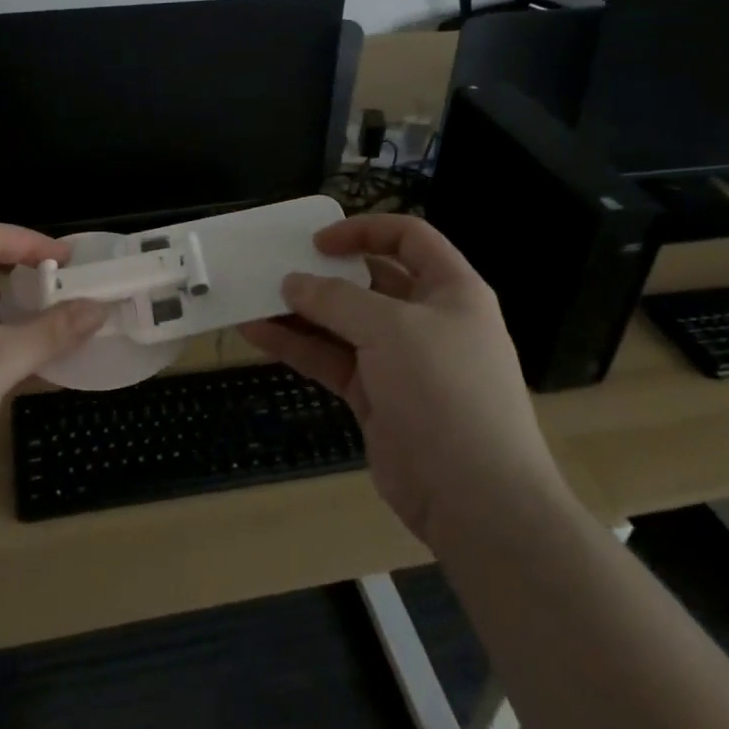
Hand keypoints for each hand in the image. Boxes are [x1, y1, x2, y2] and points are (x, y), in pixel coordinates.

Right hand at [241, 214, 557, 543]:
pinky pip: (331, 360)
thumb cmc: (445, 391)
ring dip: (301, 311)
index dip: (364, 230)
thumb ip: (336, 299)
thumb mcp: (392, 329)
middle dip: (324, 273)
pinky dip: (296, 346)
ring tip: (254, 298)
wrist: (475, 499)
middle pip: (369, 281)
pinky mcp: (376, 397)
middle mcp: (426, 319)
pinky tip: (257, 334)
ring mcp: (400, 361)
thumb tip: (292, 283)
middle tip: (277, 267)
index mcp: (451, 290)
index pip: (408, 237)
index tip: (318, 242)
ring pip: (343, 323)